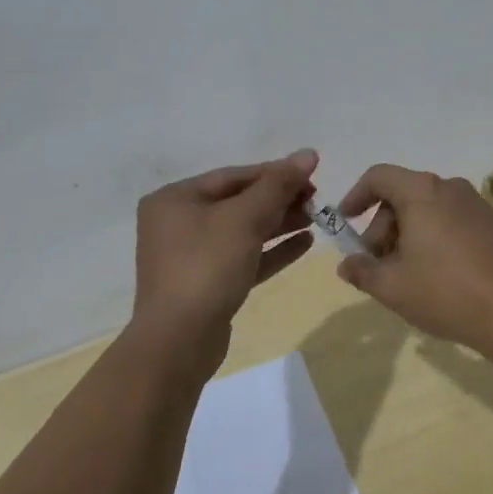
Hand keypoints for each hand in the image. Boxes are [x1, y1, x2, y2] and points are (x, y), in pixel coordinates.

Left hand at [131, 150, 318, 362]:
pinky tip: (304, 243)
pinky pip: (244, 257)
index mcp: (175, 199)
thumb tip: (308, 153)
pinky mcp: (208, 284)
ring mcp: (191, 256)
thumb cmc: (207, 266)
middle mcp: (178, 223)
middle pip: (238, 202)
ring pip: (243, 231)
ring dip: (280, 223)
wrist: (180, 340)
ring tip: (316, 217)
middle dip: (279, 199)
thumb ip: (278, 184)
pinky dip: (272, 250)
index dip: (275, 172)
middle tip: (317, 198)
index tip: (312, 174)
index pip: (233, 176)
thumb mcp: (245, 219)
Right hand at [334, 164, 492, 354]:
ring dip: (409, 234)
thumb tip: (347, 264)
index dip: (356, 196)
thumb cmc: (445, 292)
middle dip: (383, 226)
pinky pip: (454, 222)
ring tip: (406, 274)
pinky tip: (439, 276)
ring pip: (431, 210)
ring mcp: (478, 206)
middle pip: (405, 195)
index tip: (345, 223)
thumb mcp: (391, 287)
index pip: (379, 177)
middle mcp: (452, 188)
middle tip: (376, 264)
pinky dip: (436, 238)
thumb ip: (362, 270)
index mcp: (422, 192)